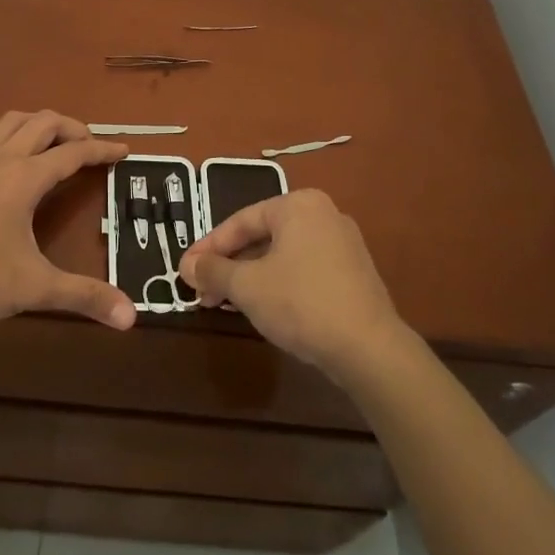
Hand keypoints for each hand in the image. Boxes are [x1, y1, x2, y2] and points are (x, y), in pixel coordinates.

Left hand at [0, 110, 135, 330]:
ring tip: (57, 145)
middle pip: (43, 123)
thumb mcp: (35, 287)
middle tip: (91, 146)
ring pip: (13, 122)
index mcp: (24, 178)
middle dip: (73, 128)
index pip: (73, 153)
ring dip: (41, 125)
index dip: (101, 150)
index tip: (124, 150)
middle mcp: (1, 160)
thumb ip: (84, 296)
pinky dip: (16, 138)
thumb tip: (131, 317)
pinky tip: (16, 168)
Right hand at [178, 189, 400, 377]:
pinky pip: (304, 269)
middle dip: (229, 265)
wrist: (369, 348)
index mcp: (298, 205)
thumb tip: (186, 266)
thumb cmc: (301, 303)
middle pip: (262, 237)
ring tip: (227, 303)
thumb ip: (213, 271)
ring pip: (282, 255)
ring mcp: (343, 244)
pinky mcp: (354, 273)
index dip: (208, 247)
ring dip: (251, 277)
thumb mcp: (247, 286)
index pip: (241, 221)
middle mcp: (323, 214)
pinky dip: (278, 284)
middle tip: (203, 291)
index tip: (186, 270)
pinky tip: (264, 308)